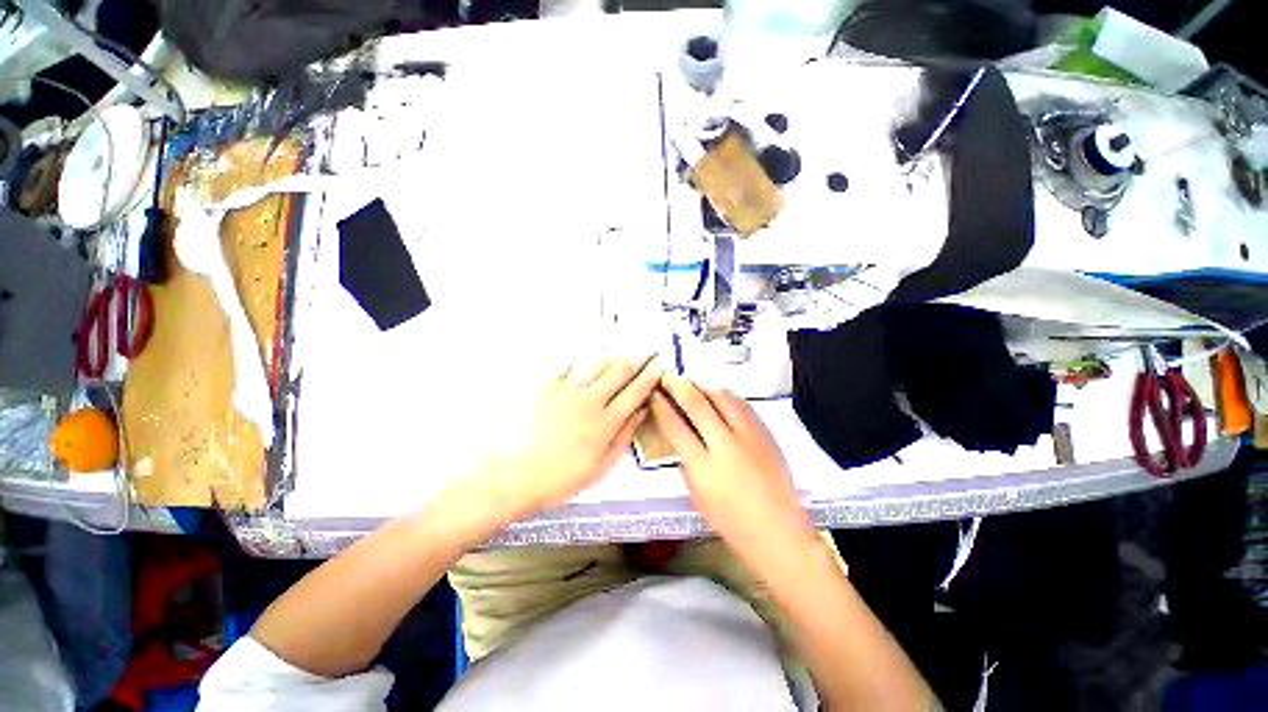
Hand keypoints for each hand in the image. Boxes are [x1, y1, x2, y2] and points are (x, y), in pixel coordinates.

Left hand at [464, 357, 662, 528]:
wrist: (513, 475)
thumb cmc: (559, 477)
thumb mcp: (600, 466)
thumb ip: (623, 437)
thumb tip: (640, 413)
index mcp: (605, 423)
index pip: (635, 393)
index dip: (649, 377)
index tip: (657, 367)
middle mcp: (589, 401)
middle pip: (619, 371)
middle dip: (637, 358)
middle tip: (647, 350)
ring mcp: (566, 390)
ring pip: (597, 362)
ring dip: (613, 354)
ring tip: (622, 350)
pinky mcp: (546, 385)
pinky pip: (569, 364)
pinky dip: (583, 357)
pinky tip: (589, 354)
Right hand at [650, 374, 815, 553]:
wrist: (778, 530)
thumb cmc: (731, 521)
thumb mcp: (697, 496)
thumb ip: (686, 464)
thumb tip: (681, 439)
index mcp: (702, 467)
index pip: (675, 426)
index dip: (662, 407)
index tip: (655, 395)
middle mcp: (724, 445)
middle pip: (697, 405)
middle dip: (679, 387)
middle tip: (669, 377)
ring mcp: (748, 436)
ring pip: (722, 398)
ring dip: (703, 387)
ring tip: (692, 383)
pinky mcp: (765, 433)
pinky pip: (742, 405)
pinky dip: (726, 396)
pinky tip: (718, 394)